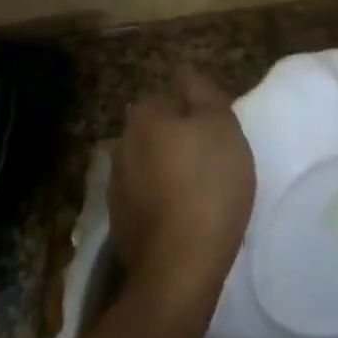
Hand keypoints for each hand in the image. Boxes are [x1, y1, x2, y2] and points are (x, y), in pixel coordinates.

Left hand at [110, 68, 255, 303]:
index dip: (196, 110)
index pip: (170, 95)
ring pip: (148, 163)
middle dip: (178, 138)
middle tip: (212, 158)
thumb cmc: (209, 184)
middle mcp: (122, 144)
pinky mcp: (119, 221)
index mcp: (145, 116)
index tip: (218, 130)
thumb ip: (202, 92)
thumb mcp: (221, 125)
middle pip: (156, 129)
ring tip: (198, 189)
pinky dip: (160, 199)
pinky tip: (181, 214)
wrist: (180, 265)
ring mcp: (116, 186)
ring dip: (167, 169)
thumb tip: (184, 71)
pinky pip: (145, 196)